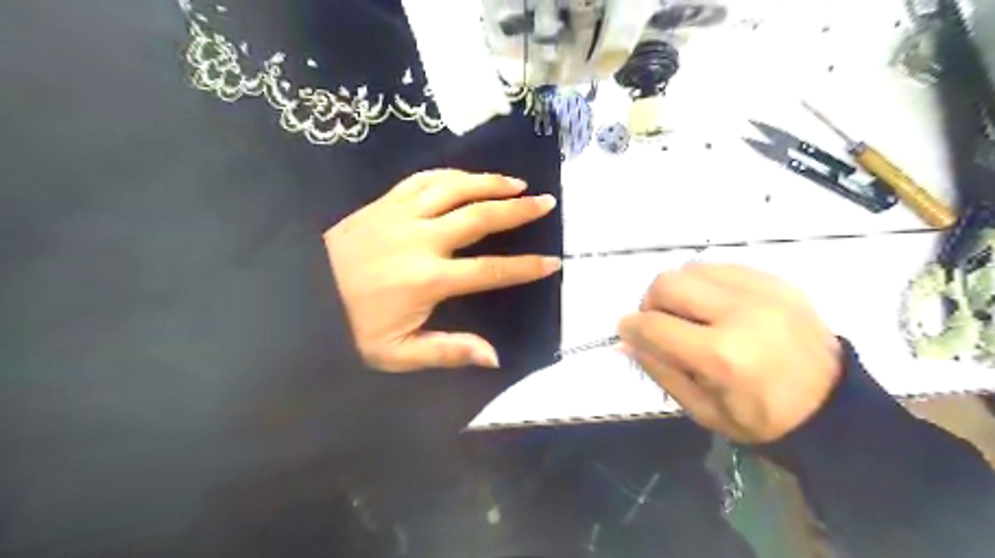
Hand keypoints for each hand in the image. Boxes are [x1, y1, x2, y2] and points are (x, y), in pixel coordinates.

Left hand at [326, 169, 558, 372]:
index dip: (525, 267)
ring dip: (489, 183)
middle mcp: (421, 240)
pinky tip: (468, 176)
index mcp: (428, 280)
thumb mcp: (395, 354)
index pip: (490, 270)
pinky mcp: (383, 202)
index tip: (552, 262)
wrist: (297, 293)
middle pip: (479, 217)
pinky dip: (452, 174)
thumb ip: (446, 351)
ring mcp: (401, 215)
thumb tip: (493, 356)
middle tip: (546, 202)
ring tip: (517, 182)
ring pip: (454, 188)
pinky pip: (424, 179)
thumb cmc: (349, 326)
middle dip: (518, 210)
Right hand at [620, 262, 841, 443]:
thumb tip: (626, 339)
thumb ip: (658, 370)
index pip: (654, 325)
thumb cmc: (762, 419)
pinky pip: (722, 266)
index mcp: (722, 356)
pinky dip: (706, 283)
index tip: (627, 331)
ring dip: (678, 290)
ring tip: (689, 313)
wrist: (834, 408)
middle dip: (651, 302)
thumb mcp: (702, 410)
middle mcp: (741, 313)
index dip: (631, 327)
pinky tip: (715, 305)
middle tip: (660, 323)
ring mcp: (763, 292)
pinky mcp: (778, 282)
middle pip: (668, 283)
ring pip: (692, 268)